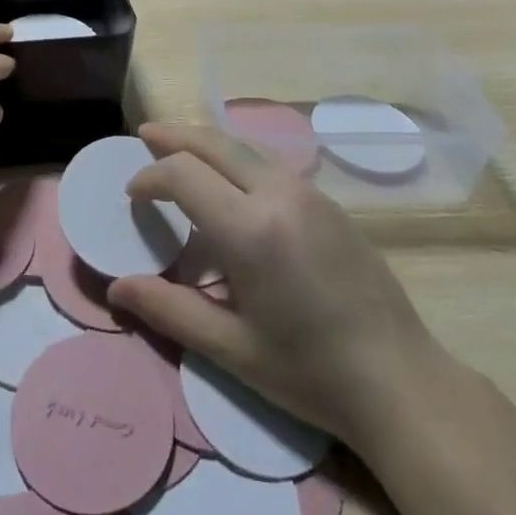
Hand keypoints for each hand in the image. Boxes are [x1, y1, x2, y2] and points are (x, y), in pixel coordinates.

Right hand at [108, 124, 443, 451]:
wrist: (399, 379)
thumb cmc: (309, 372)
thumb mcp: (232, 349)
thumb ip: (169, 310)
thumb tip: (116, 288)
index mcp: (250, 229)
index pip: (183, 174)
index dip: (150, 176)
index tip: (132, 194)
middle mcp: (277, 193)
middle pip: (214, 142)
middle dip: (174, 136)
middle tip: (144, 135)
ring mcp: (307, 191)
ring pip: (243, 146)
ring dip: (206, 142)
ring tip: (179, 149)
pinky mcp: (327, 199)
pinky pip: (269, 164)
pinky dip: (236, 159)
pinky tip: (229, 182)